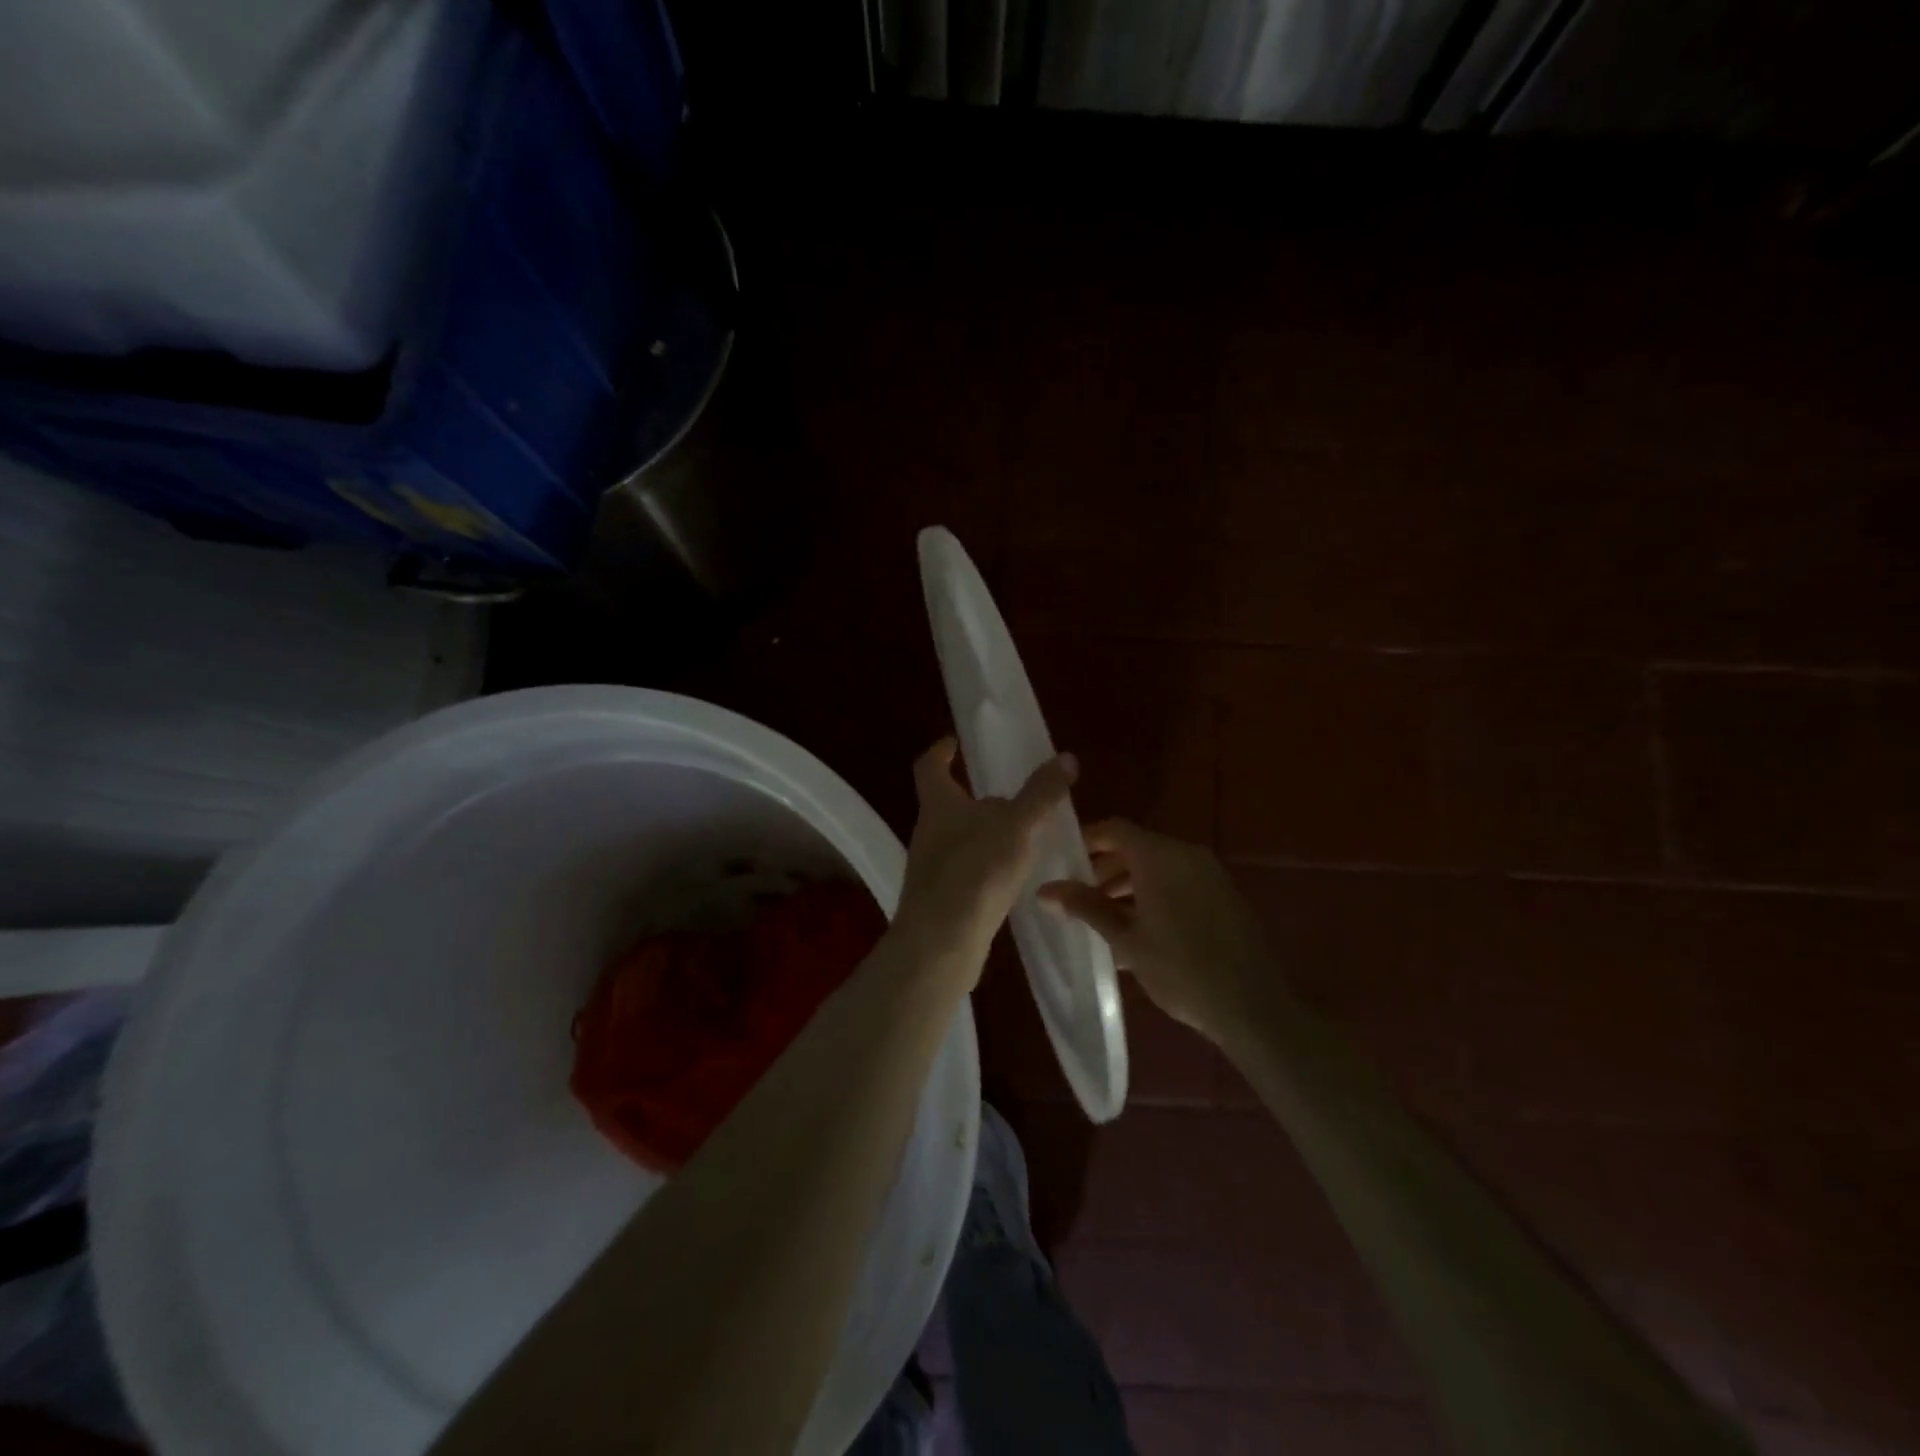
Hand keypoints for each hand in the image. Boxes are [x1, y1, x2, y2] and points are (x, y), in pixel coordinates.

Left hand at [893, 738, 1077, 973]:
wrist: (942, 943)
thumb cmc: (976, 871)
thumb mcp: (1017, 825)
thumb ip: (1041, 793)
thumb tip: (1065, 757)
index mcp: (938, 804)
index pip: (930, 766)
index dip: (941, 751)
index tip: (955, 743)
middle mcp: (928, 831)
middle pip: (950, 804)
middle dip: (979, 798)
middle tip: (1015, 796)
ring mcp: (931, 867)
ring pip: (961, 839)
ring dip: (988, 834)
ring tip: (1024, 836)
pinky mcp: (941, 898)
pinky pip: (968, 870)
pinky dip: (988, 865)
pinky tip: (1013, 877)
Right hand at [1039, 820, 1278, 1043]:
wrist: (1253, 1007)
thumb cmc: (1180, 969)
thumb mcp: (1125, 939)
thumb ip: (1086, 907)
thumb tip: (1045, 890)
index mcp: (1160, 856)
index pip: (1115, 830)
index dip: (1086, 840)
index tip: (1061, 861)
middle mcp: (1187, 855)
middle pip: (1136, 847)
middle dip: (1104, 868)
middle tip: (1078, 896)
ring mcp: (1210, 875)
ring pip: (1158, 867)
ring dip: (1129, 885)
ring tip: (1103, 918)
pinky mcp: (1224, 896)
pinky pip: (1180, 883)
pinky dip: (1155, 894)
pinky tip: (1139, 930)